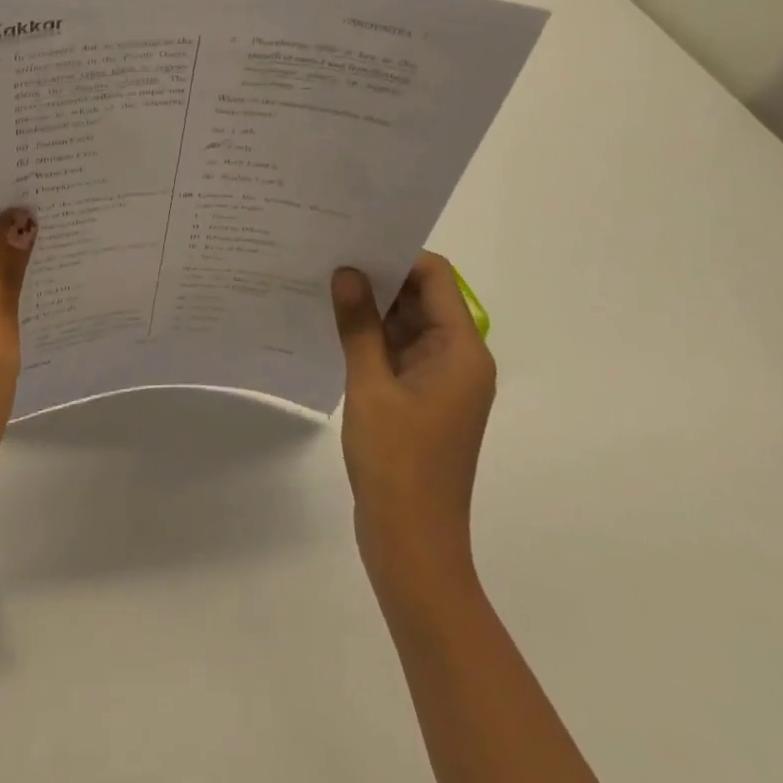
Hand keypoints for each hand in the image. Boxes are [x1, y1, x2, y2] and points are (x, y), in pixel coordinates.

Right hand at [331, 252, 495, 590]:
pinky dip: (369, 335)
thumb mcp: (370, 386)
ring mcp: (440, 381)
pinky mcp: (420, 399)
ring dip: (370, 305)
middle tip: (326, 252)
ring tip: (321, 280)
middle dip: (377, 274)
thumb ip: (359, 325)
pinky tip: (330, 323)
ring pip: (406, 323)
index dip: (396, 253)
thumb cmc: (397, 462)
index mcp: (461, 351)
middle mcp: (458, 359)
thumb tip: (346, 271)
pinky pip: (397, 350)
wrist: (412, 544)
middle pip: (421, 297)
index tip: (351, 238)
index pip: (435, 278)